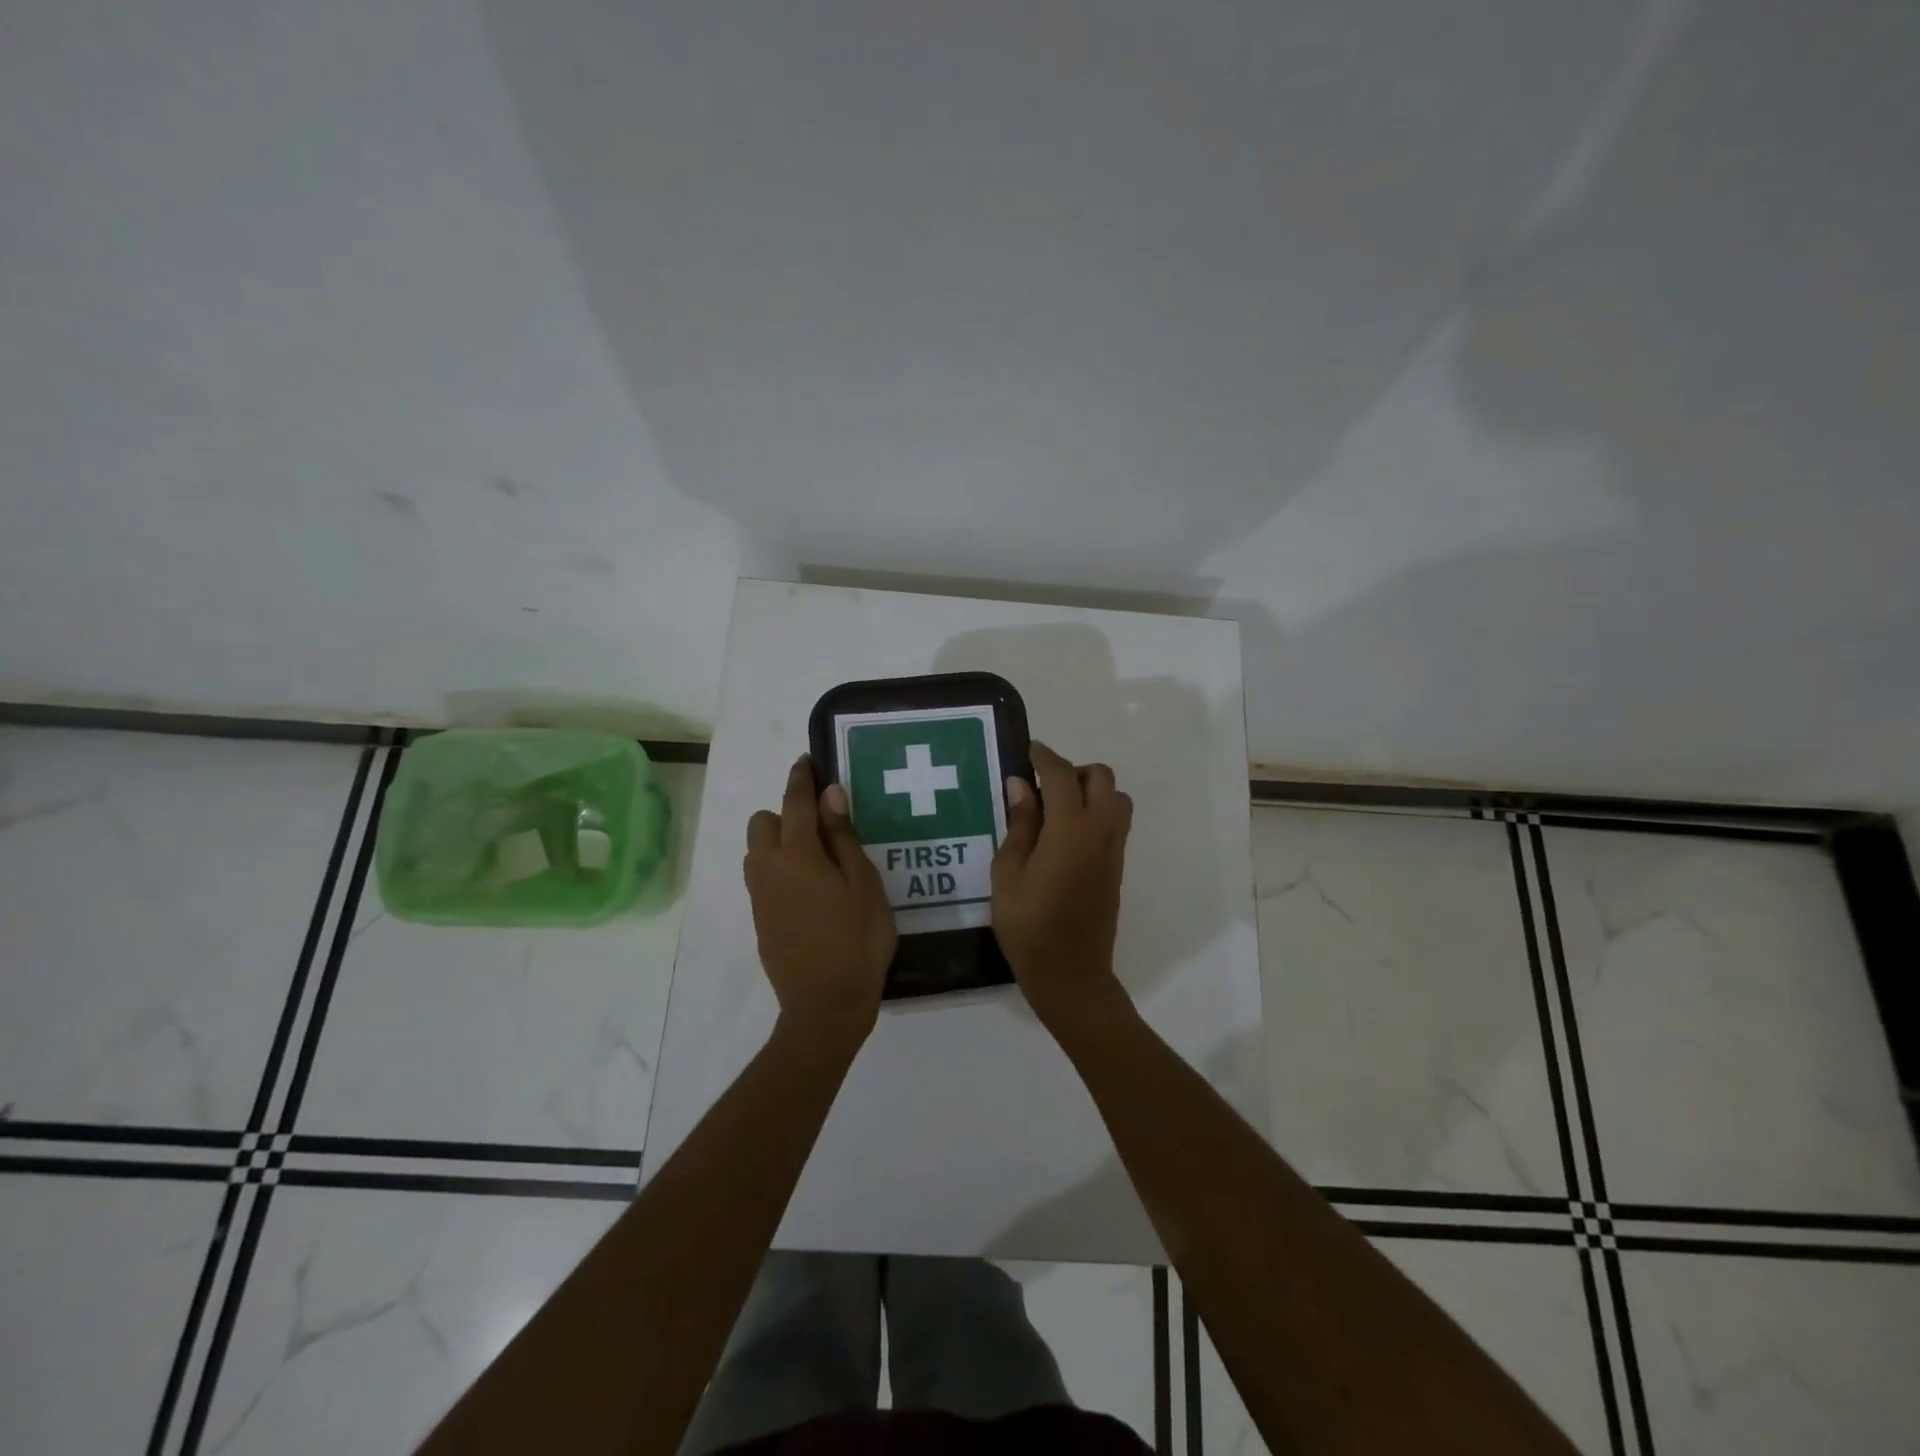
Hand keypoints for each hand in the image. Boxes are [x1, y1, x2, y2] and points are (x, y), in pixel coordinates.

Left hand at [744, 756, 896, 1051]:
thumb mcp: (863, 883)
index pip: (794, 803)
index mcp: (797, 854)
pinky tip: (809, 891)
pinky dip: (778, 870)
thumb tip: (830, 795)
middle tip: (823, 830)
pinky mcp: (760, 921)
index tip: (806, 760)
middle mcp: (768, 869)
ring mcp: (760, 897)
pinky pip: (761, 879)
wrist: (825, 1006)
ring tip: (816, 860)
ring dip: (778, 843)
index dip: (801, 778)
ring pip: (757, 852)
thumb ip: (843, 837)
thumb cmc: (857, 940)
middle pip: (762, 823)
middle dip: (785, 814)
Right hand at [991, 741, 1134, 1033]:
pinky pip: (1115, 821)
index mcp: (1070, 829)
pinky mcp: (1117, 866)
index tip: (1027, 751)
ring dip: (1090, 790)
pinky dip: (1096, 811)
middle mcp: (1100, 830)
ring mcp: (1113, 849)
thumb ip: (1019, 824)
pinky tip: (1065, 835)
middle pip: (1100, 777)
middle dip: (1072, 770)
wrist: (1070, 973)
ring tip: (1055, 810)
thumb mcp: (1008, 873)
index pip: (1061, 775)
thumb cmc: (1028, 925)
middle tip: (1040, 787)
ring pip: (1115, 797)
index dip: (1043, 757)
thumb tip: (1020, 784)